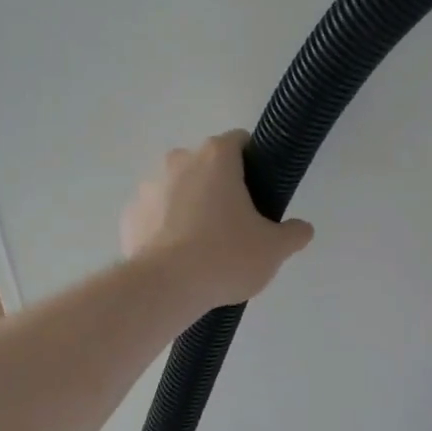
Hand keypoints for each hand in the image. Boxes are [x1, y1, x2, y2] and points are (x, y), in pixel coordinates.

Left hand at [122, 130, 314, 307]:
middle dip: (220, 188)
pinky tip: (178, 258)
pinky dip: (166, 228)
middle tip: (236, 226)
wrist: (165, 288)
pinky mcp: (129, 215)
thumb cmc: (225, 257)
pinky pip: (155, 215)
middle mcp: (178, 161)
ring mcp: (148, 186)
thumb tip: (301, 229)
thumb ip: (294, 233)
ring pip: (178, 190)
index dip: (254, 164)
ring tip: (203, 247)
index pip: (240, 142)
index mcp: (216, 157)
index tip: (260, 193)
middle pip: (207, 166)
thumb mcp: (274, 249)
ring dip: (191, 207)